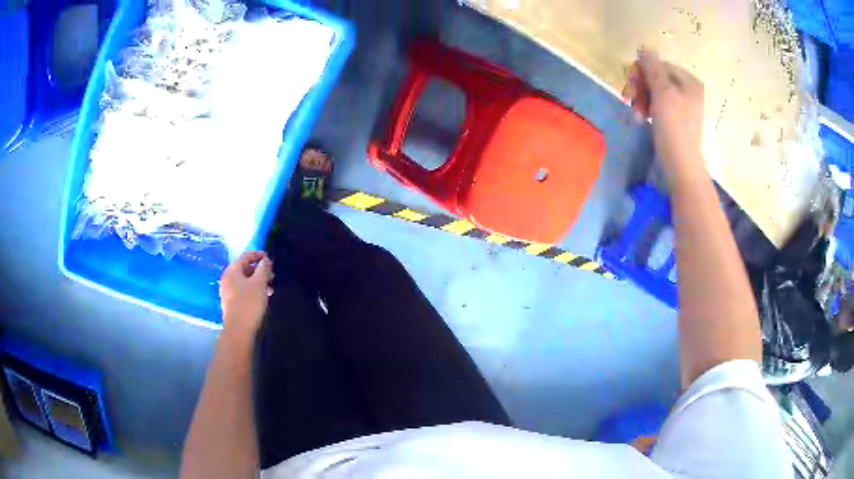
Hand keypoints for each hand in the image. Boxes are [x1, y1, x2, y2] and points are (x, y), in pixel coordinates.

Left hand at [219, 251, 272, 337]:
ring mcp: (227, 291)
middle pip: (244, 269)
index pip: (246, 256)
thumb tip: (265, 260)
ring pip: (244, 281)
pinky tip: (262, 298)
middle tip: (272, 276)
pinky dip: (253, 290)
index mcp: (232, 270)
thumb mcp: (260, 283)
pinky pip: (243, 291)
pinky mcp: (230, 303)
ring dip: (257, 282)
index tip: (270, 258)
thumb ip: (264, 268)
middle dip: (259, 270)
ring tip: (270, 288)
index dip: (258, 255)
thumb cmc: (249, 303)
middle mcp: (227, 278)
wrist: (239, 329)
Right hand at [623, 48, 705, 184]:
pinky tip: (641, 118)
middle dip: (640, 88)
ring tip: (636, 114)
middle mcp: (687, 90)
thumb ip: (653, 68)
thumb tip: (645, 48)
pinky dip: (647, 108)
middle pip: (655, 77)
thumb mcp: (662, 93)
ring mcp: (682, 104)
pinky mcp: (675, 118)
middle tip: (630, 101)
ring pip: (653, 91)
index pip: (658, 64)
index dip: (641, 73)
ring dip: (640, 99)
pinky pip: (657, 104)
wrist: (681, 165)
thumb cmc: (674, 128)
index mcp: (689, 81)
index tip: (630, 88)